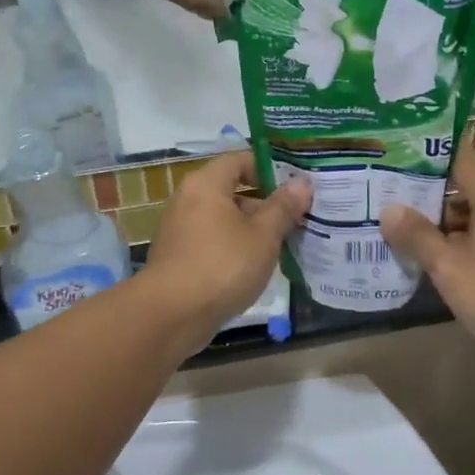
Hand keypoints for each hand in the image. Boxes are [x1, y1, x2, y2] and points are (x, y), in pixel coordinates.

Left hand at [145, 151, 310, 336]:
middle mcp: (187, 199)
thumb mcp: (263, 236)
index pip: (239, 159)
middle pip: (231, 190)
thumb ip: (283, 207)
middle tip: (297, 218)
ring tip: (283, 245)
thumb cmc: (222, 265)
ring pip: (223, 219)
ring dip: (251, 229)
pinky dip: (233, 248)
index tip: (295, 186)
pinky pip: (212, 242)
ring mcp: (179, 230)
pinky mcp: (178, 257)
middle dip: (265, 204)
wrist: (172, 315)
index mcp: (206, 184)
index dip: (269, 168)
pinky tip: (256, 268)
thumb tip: (302, 183)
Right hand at [379, 151, 474, 356]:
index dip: (427, 155)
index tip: (396, 159)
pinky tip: (440, 266)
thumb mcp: (451, 267)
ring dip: (444, 226)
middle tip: (389, 201)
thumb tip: (389, 210)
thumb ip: (418, 237)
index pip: (460, 157)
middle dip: (428, 196)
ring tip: (406, 235)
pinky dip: (463, 246)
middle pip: (466, 189)